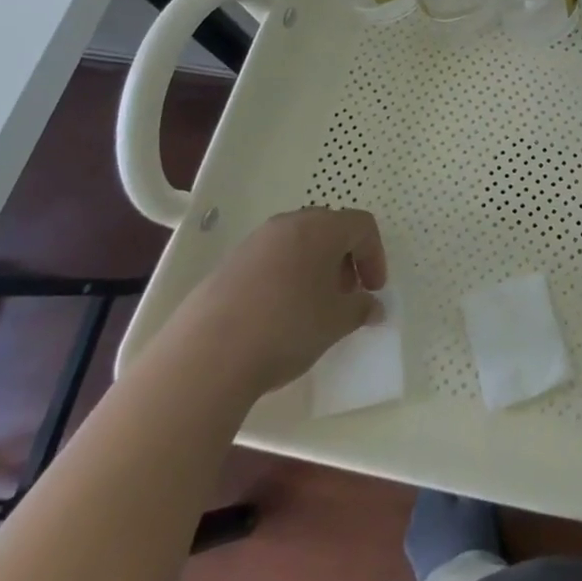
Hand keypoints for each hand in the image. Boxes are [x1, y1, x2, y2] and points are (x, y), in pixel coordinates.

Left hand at [168, 207, 387, 398]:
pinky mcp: (228, 265)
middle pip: (329, 229)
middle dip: (345, 259)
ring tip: (312, 307)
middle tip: (346, 295)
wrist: (206, 356)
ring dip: (315, 268)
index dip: (375, 255)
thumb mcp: (335, 322)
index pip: (362, 226)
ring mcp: (254, 243)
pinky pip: (270, 260)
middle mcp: (288, 224)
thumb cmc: (286, 328)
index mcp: (320, 228)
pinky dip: (285, 277)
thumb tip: (373, 307)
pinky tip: (279, 314)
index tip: (373, 290)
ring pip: (297, 244)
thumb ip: (361, 309)